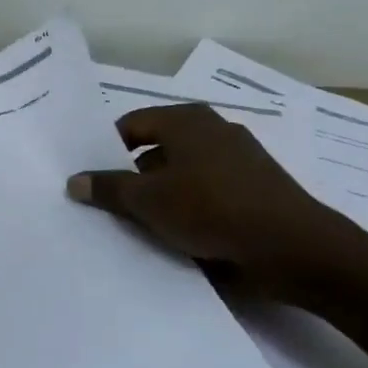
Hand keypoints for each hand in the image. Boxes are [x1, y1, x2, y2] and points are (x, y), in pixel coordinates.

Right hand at [65, 104, 363, 288]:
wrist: (293, 247)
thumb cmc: (212, 209)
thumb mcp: (149, 201)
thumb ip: (108, 188)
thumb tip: (74, 180)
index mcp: (186, 120)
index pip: (131, 124)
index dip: (106, 149)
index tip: (91, 179)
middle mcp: (212, 129)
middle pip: (157, 148)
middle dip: (132, 176)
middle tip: (108, 205)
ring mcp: (238, 158)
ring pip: (183, 173)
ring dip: (161, 195)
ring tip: (139, 226)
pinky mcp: (254, 188)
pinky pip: (208, 192)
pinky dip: (190, 207)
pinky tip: (179, 235)